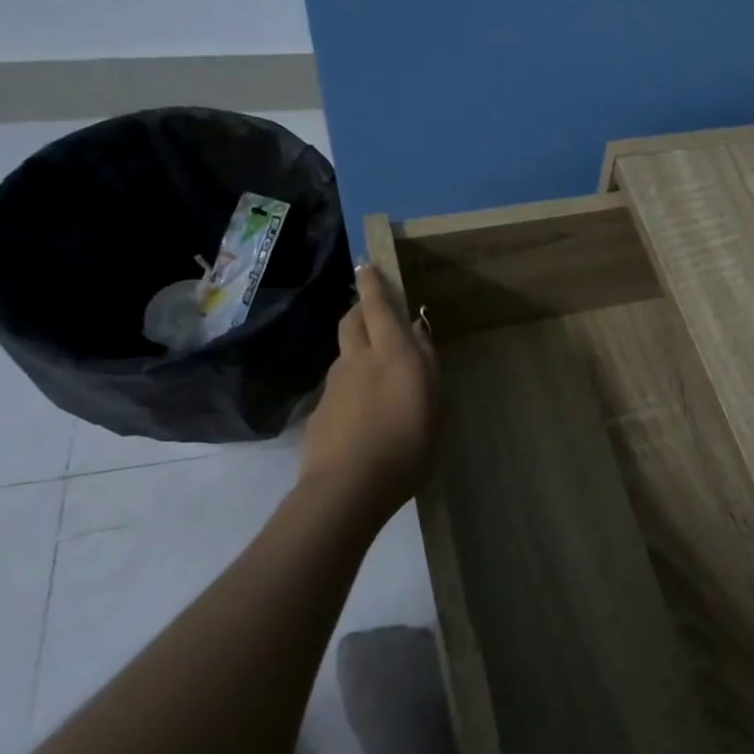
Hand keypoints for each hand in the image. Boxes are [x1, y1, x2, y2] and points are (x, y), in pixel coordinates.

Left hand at [296, 264, 439, 518]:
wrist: (347, 489)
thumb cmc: (406, 446)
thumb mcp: (434, 404)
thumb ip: (426, 365)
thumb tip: (416, 332)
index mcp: (392, 354)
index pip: (378, 306)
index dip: (372, 284)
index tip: (366, 264)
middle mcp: (358, 360)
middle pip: (352, 322)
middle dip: (360, 309)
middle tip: (373, 311)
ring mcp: (334, 386)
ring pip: (345, 354)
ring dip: (357, 350)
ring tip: (375, 372)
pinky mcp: (320, 412)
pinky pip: (338, 386)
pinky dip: (351, 386)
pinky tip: (363, 413)